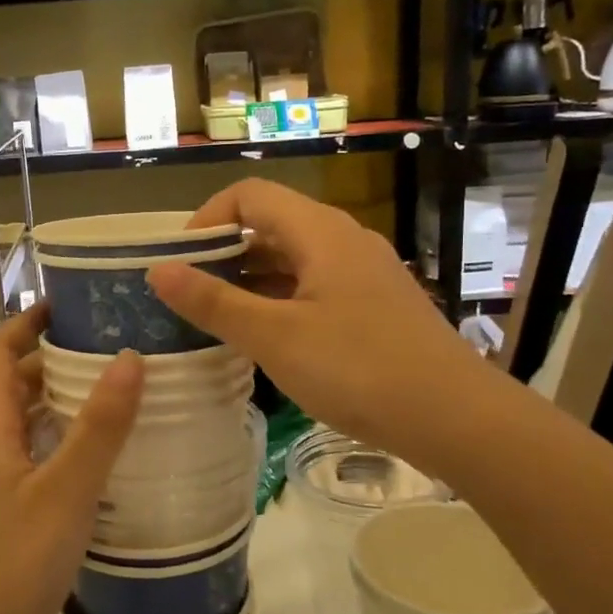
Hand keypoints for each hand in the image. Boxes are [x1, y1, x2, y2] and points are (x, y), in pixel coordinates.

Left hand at [0, 305, 142, 613]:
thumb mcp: (66, 491)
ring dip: (57, 402)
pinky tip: (94, 458)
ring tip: (109, 393)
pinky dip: (58, 441)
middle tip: (106, 348)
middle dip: (51, 360)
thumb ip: (99, 427)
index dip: (26, 323)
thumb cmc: (13, 561)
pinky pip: (30, 457)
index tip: (66, 303)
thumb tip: (130, 357)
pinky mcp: (1, 513)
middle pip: (11, 387)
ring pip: (22, 425)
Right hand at [146, 180, 463, 458]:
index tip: (179, 262)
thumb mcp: (274, 337)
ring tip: (217, 319)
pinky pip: (315, 286)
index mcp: (320, 232)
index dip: (206, 219)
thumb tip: (158, 270)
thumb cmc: (357, 369)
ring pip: (293, 259)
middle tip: (188, 294)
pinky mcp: (375, 305)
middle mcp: (343, 240)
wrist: (454, 417)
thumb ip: (213, 302)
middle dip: (223, 253)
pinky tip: (266, 339)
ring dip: (251, 280)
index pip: (249, 196)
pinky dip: (281, 301)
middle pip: (271, 224)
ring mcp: (364, 273)